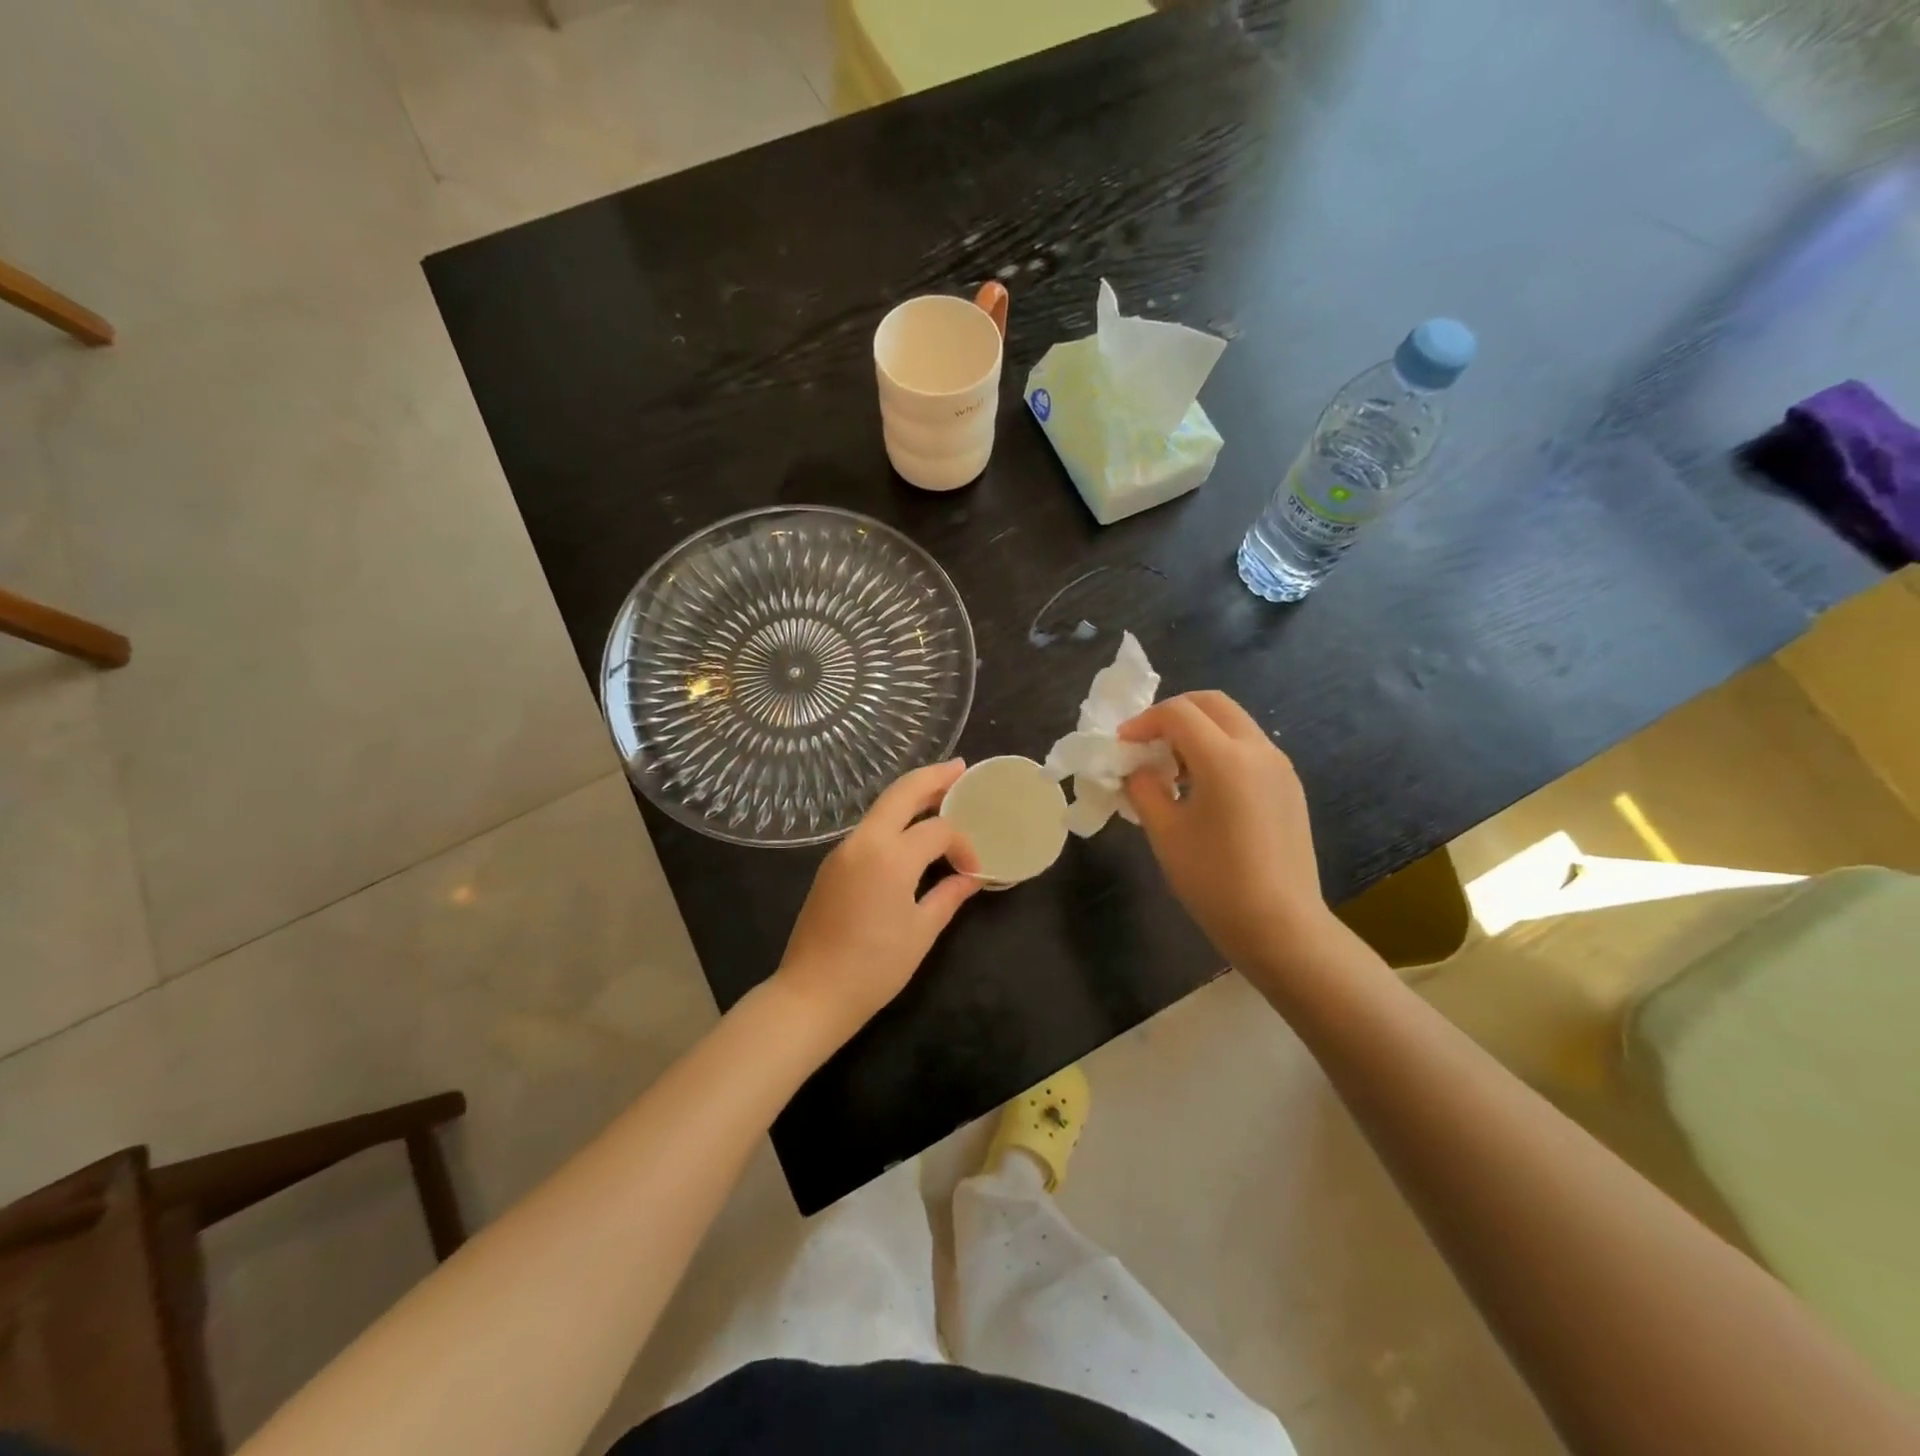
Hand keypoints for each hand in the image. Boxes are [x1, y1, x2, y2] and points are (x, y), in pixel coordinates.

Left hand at [775, 760, 982, 1038]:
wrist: (812, 993)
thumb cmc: (874, 967)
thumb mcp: (922, 931)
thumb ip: (949, 895)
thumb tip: (972, 876)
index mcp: (890, 856)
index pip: (938, 830)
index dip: (963, 844)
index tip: (975, 869)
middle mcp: (863, 841)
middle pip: (902, 792)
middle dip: (933, 776)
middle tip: (960, 767)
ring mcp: (842, 850)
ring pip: (881, 807)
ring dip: (911, 796)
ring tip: (941, 793)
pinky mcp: (832, 864)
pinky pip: (869, 828)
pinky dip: (894, 819)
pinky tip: (911, 830)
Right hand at [1120, 692, 1339, 982]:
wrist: (1280, 926)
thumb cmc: (1214, 880)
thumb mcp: (1165, 832)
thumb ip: (1144, 789)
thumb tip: (1138, 769)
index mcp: (1225, 758)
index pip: (1178, 713)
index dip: (1143, 722)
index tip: (1122, 745)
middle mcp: (1258, 750)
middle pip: (1212, 703)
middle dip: (1174, 713)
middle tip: (1147, 742)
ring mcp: (1280, 767)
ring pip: (1234, 722)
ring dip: (1198, 730)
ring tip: (1172, 767)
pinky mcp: (1289, 787)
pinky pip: (1249, 748)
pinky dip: (1220, 749)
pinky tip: (1203, 788)